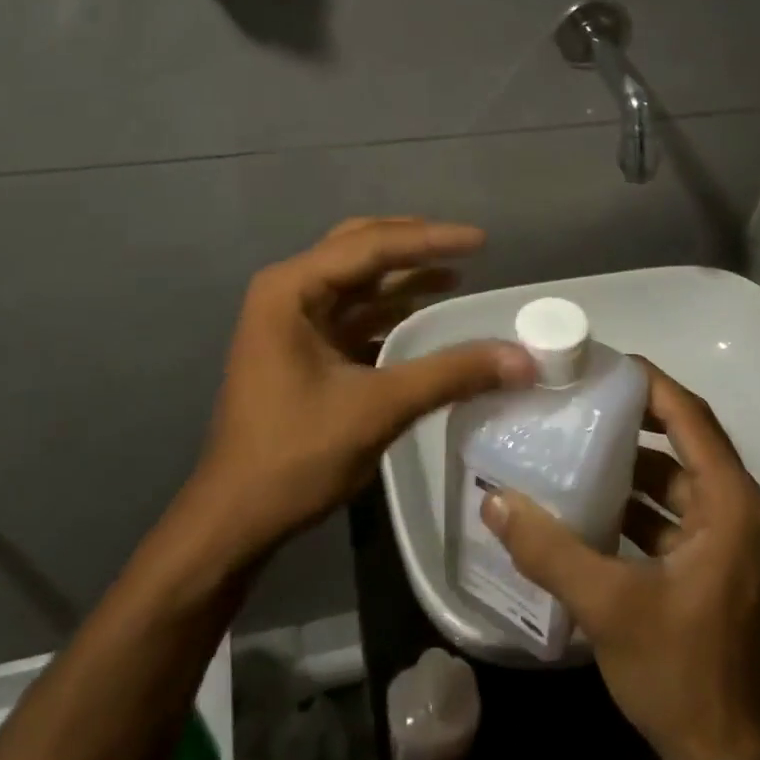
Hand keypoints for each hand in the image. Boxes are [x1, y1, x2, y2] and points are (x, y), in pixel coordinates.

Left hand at [194, 217, 533, 559]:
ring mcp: (292, 318)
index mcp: (291, 289)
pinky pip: (354, 311)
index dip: (430, 240)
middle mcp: (287, 290)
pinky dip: (391, 308)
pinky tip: (426, 313)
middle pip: (360, 248)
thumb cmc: (295, 456)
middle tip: (466, 246)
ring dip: (405, 276)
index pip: (371, 245)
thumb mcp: (378, 409)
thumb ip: (450, 374)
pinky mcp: (302, 346)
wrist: (235, 520)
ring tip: (457, 273)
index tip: (481, 240)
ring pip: (357, 279)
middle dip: (414, 245)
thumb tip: (524, 358)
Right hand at [482, 363, 759, 759]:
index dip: (648, 383)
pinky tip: (583, 496)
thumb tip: (494, 500)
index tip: (600, 363)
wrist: (721, 758)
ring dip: (627, 458)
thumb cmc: (678, 669)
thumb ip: (550, 548)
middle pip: (681, 437)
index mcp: (728, 502)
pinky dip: (630, 498)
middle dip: (631, 414)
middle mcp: (732, 507)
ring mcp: (720, 535)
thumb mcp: (608, 605)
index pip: (689, 416)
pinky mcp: (705, 560)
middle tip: (578, 394)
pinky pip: (665, 508)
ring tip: (572, 436)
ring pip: (671, 474)